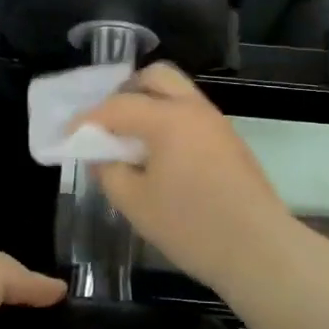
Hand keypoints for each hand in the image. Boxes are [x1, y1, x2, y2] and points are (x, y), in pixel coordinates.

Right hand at [79, 63, 294, 294]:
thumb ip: (108, 171)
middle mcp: (194, 109)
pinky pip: (191, 115)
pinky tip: (158, 155)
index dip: (87, 120)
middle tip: (107, 125)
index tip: (69, 136)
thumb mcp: (135, 203)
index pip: (117, 106)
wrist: (259, 250)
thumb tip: (101, 155)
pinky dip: (168, 122)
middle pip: (155, 78)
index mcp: (167, 119)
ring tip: (130, 141)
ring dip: (149, 106)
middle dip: (125, 93)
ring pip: (177, 94)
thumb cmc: (191, 226)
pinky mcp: (230, 141)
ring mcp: (216, 123)